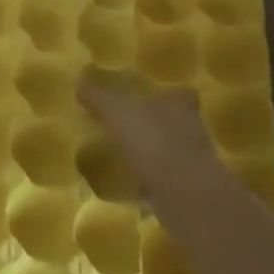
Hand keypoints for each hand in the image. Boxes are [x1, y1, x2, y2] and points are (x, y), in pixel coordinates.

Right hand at [77, 71, 230, 208]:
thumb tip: (79, 81)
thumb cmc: (150, 139)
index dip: (167, 96)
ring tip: (130, 160)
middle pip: (178, 123)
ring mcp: (194, 162)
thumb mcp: (115, 112)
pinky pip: (167, 183)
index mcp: (179, 105)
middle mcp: (192, 129)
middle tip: (133, 131)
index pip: (179, 93)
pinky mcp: (190, 190)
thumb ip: (97, 97)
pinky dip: (153, 185)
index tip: (150, 99)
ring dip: (156, 156)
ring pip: (174, 153)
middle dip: (158, 127)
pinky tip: (134, 190)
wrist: (180, 191)